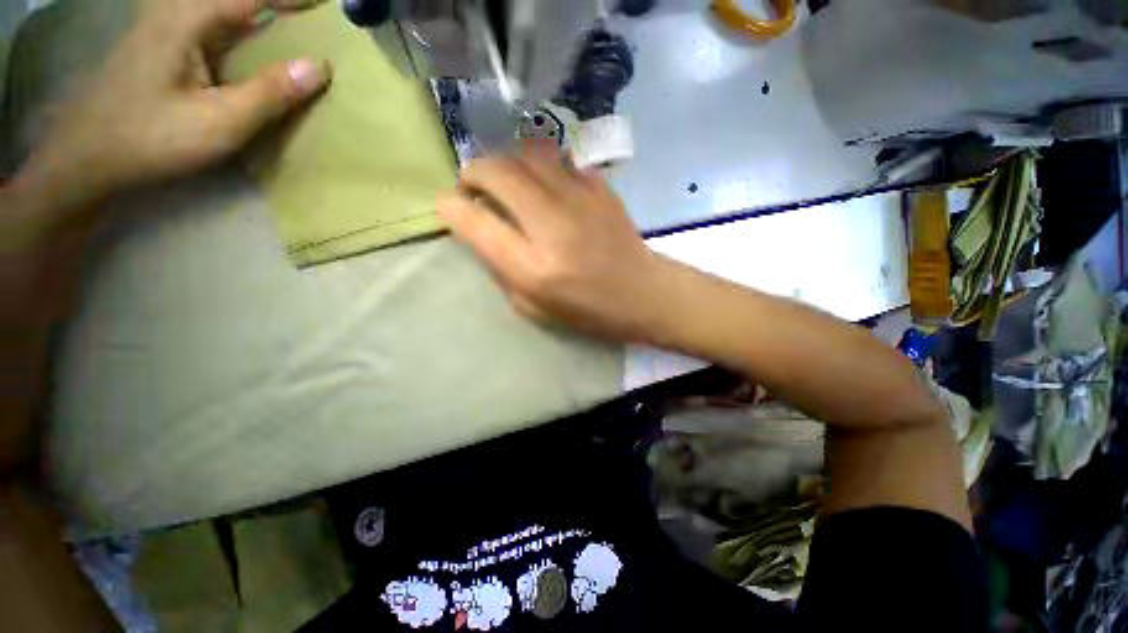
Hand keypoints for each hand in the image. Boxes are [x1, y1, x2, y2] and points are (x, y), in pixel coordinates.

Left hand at [12, 0, 330, 216]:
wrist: (86, 159)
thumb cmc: (152, 139)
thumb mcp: (219, 122)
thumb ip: (269, 92)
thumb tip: (319, 66)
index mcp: (185, 22)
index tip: (323, 4)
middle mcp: (173, 15)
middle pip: (230, 1)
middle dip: (269, 4)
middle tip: (304, 14)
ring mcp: (162, 32)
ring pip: (215, 10)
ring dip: (250, 15)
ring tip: (283, 25)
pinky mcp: (159, 51)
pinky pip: (206, 27)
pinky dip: (235, 28)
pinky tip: (247, 43)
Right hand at [438, 146, 684, 343]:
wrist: (643, 293)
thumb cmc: (588, 311)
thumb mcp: (534, 308)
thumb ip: (501, 270)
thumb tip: (481, 232)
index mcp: (533, 267)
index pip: (476, 222)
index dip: (451, 208)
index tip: (447, 206)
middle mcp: (552, 226)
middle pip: (497, 173)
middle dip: (473, 172)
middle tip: (473, 187)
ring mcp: (580, 200)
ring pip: (526, 153)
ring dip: (505, 161)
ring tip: (505, 180)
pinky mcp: (600, 188)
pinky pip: (558, 160)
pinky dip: (540, 166)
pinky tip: (543, 183)